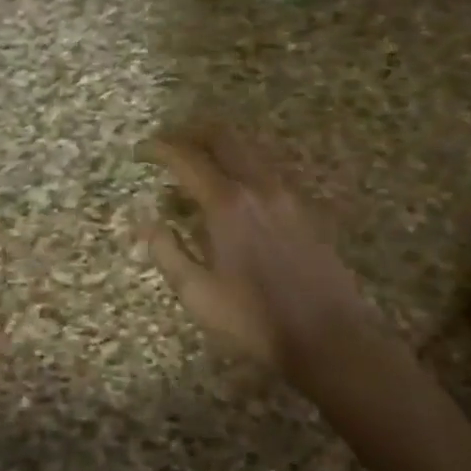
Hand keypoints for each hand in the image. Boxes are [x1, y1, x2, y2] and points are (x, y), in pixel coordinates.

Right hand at [138, 125, 385, 394]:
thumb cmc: (254, 319)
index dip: (160, 148)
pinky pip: (266, 170)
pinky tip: (233, 194)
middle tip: (169, 146)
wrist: (329, 336)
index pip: (187, 158)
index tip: (141, 151)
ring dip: (219, 149)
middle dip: (191, 134)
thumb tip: (146, 221)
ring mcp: (287, 195)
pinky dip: (241, 167)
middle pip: (223, 137)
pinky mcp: (304, 209)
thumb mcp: (198, 294)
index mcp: (228, 203)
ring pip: (249, 150)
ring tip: (197, 170)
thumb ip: (167, 251)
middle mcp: (259, 187)